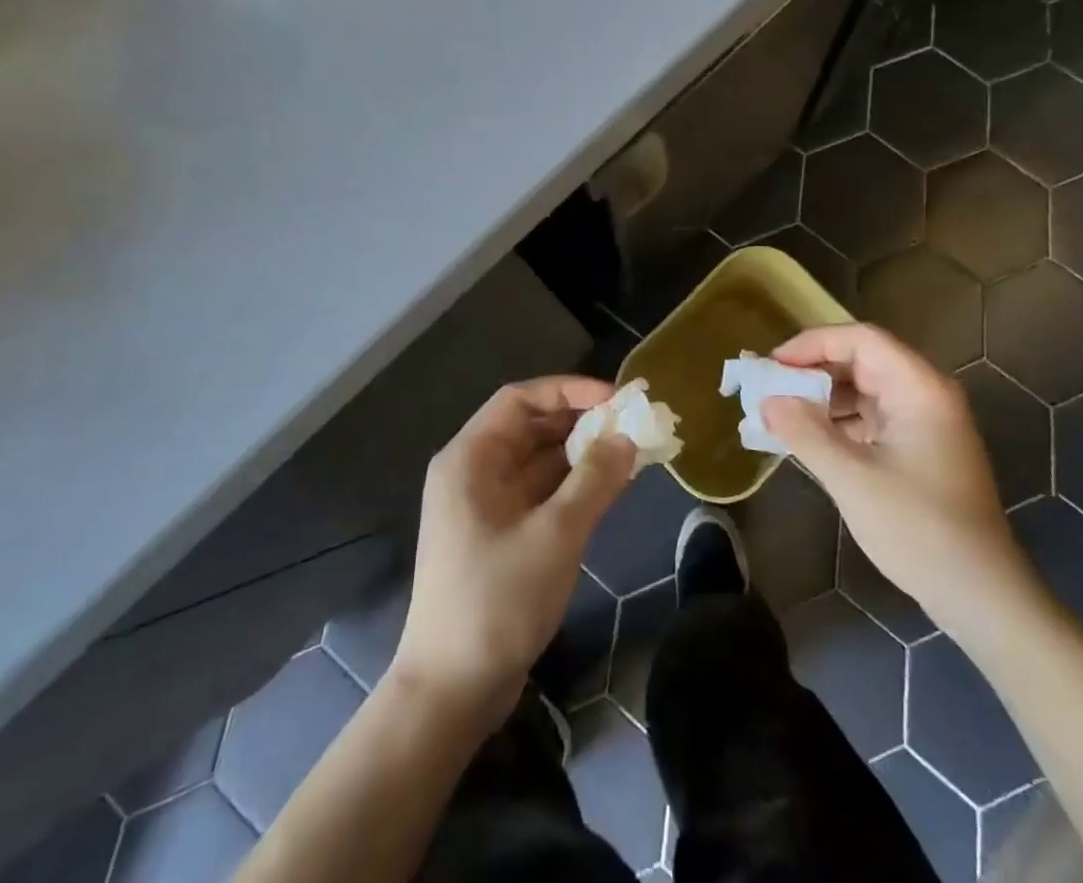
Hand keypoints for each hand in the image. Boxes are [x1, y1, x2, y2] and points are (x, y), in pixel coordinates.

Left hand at [393, 376, 635, 722]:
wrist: (451, 693)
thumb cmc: (497, 601)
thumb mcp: (555, 535)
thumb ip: (594, 480)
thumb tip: (627, 437)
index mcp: (470, 459)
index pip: (520, 399)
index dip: (568, 390)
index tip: (615, 399)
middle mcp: (473, 472)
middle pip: (530, 427)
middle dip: (580, 421)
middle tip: (631, 423)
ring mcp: (485, 506)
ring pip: (538, 461)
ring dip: (581, 453)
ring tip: (630, 450)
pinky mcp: (499, 535)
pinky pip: (540, 492)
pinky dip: (573, 485)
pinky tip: (610, 485)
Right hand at [765, 325, 1033, 632]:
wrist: (981, 595)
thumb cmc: (918, 528)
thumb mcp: (851, 478)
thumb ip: (805, 433)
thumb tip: (767, 401)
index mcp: (919, 388)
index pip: (861, 340)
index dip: (814, 344)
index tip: (774, 364)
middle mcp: (927, 395)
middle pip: (864, 361)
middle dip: (815, 371)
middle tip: (773, 388)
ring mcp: (928, 423)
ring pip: (867, 390)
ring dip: (826, 398)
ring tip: (783, 414)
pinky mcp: (923, 449)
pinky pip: (875, 418)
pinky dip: (842, 423)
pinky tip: (812, 440)